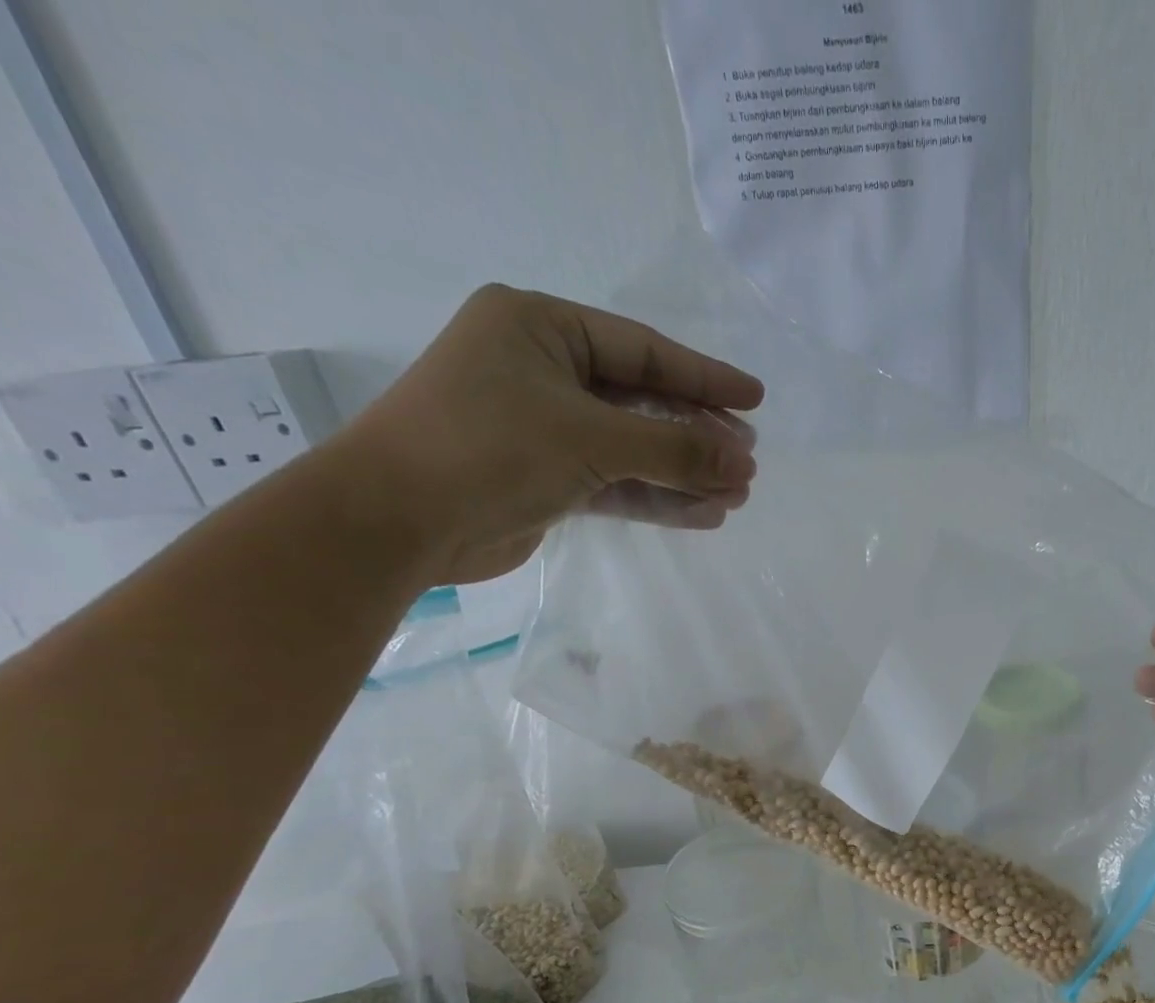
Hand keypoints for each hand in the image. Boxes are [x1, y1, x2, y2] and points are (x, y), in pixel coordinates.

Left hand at [330, 283, 763, 584]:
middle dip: (699, 433)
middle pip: (643, 400)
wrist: (399, 522)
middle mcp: (543, 370)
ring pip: (634, 447)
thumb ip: (675, 448)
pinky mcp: (547, 478)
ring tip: (737, 495)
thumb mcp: (591, 438)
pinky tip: (703, 514)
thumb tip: (745, 463)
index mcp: (540, 327)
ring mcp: (544, 427)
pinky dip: (657, 498)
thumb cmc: (489, 449)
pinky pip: (616, 482)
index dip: (705, 376)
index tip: (756, 400)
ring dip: (684, 473)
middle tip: (749, 460)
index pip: (643, 350)